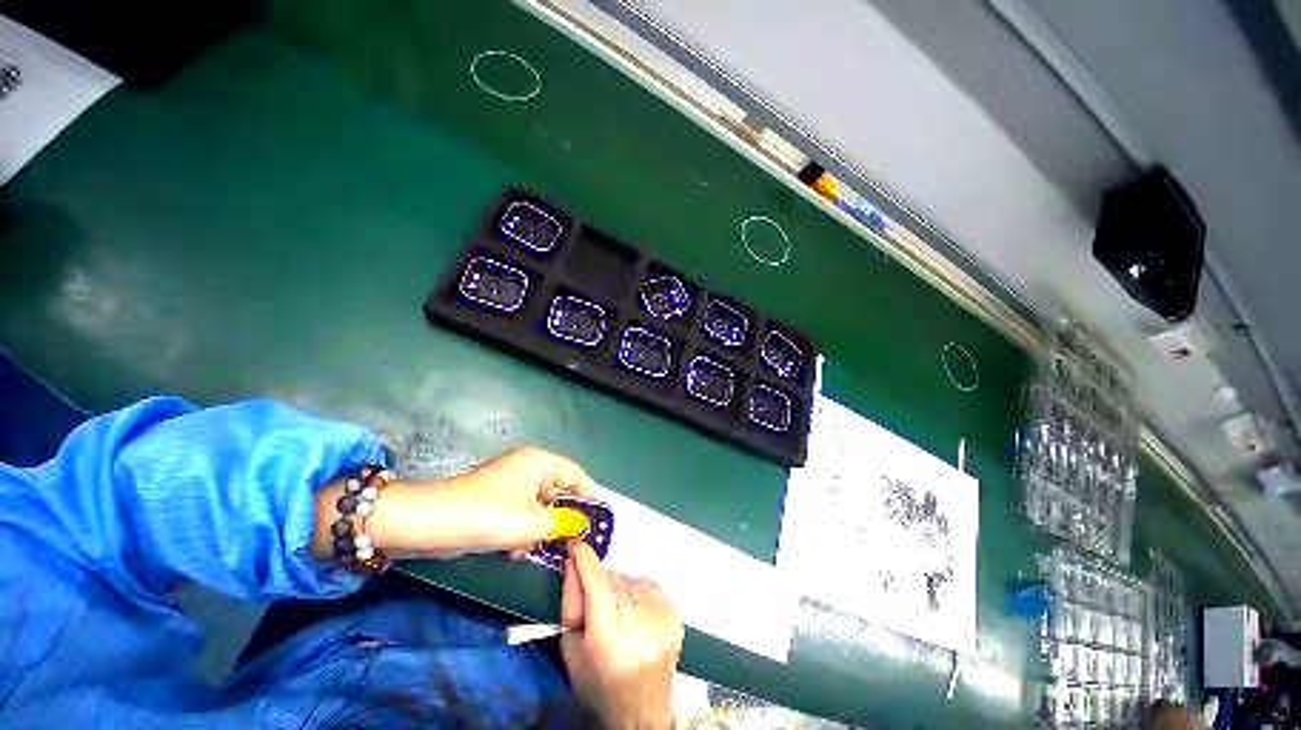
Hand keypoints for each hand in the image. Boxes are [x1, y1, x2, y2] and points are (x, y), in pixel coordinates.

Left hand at [438, 445, 598, 554]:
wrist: (426, 524)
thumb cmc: (486, 516)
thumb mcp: (531, 523)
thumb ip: (563, 523)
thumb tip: (582, 524)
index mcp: (540, 462)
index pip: (577, 476)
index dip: (591, 497)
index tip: (602, 520)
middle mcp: (529, 467)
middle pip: (559, 492)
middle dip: (562, 519)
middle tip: (573, 543)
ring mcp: (512, 483)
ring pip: (540, 507)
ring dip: (541, 529)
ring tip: (533, 549)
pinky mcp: (497, 499)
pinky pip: (523, 513)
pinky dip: (523, 531)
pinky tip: (514, 549)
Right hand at [561, 541, 682, 729]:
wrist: (643, 710)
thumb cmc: (601, 686)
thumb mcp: (572, 651)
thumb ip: (571, 604)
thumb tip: (575, 564)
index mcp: (610, 638)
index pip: (597, 583)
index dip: (585, 559)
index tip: (575, 542)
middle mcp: (640, 622)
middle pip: (612, 579)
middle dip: (598, 584)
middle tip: (594, 609)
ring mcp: (662, 616)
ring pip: (628, 578)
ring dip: (617, 587)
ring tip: (617, 617)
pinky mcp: (674, 613)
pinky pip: (646, 583)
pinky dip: (635, 591)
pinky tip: (633, 614)